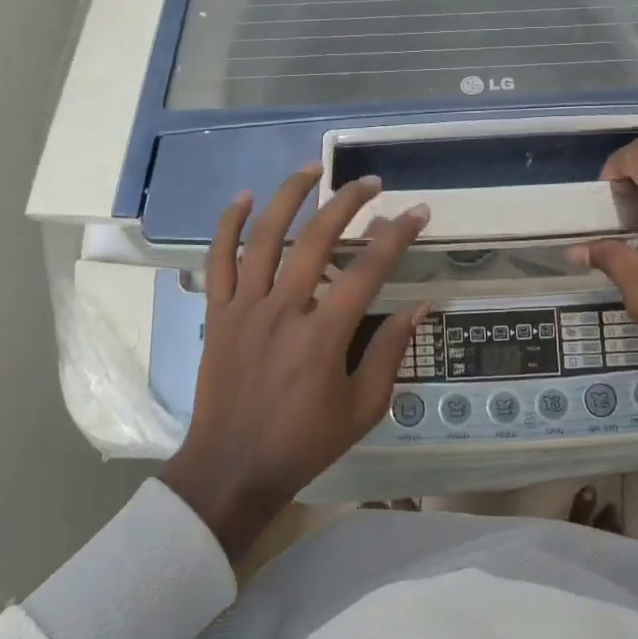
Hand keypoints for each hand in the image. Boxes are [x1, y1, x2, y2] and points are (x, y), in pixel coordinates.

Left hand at [160, 166, 430, 560]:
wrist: (231, 470)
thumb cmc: (304, 443)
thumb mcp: (362, 409)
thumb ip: (390, 353)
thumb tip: (419, 307)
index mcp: (323, 335)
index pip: (368, 270)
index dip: (396, 235)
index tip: (418, 211)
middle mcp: (283, 310)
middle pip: (316, 239)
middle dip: (347, 202)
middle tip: (371, 182)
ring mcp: (245, 308)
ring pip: (265, 238)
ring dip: (289, 196)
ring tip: (312, 168)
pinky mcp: (218, 314)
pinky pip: (219, 261)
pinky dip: (229, 225)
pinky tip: (245, 198)